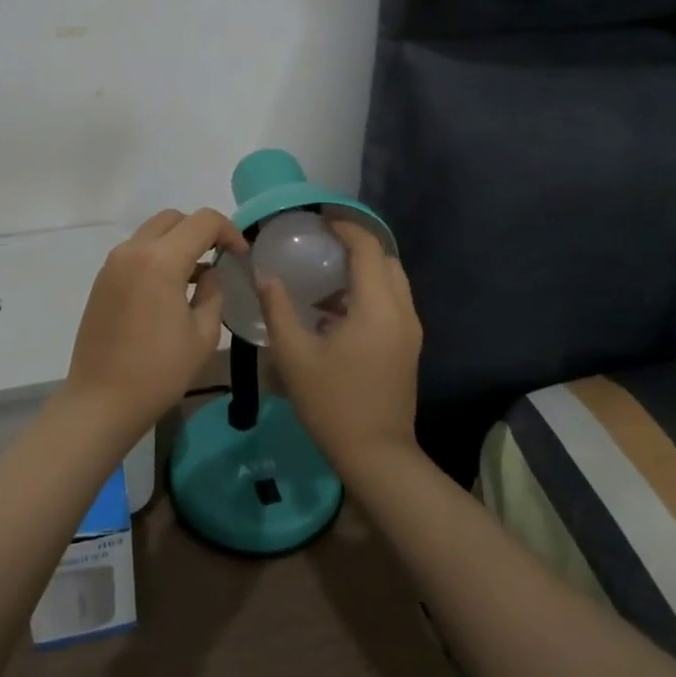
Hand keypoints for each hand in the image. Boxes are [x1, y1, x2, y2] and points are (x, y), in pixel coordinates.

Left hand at [63, 209, 248, 442]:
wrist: (101, 402)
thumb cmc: (159, 372)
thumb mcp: (203, 335)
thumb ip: (213, 293)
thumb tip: (210, 273)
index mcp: (161, 260)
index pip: (203, 221)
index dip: (229, 231)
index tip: (241, 254)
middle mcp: (133, 251)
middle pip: (174, 219)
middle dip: (201, 231)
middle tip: (219, 257)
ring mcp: (113, 264)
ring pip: (152, 232)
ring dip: (177, 243)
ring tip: (196, 278)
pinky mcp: (102, 280)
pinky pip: (136, 252)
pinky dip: (157, 257)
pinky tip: (169, 290)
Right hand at [261, 221, 422, 481]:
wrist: (377, 456)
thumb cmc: (333, 403)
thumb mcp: (294, 355)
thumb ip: (278, 308)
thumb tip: (265, 274)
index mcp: (377, 308)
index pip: (367, 249)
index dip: (345, 228)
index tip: (319, 220)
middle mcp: (401, 312)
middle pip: (386, 260)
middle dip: (357, 245)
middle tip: (321, 243)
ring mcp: (409, 331)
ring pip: (392, 282)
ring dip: (363, 270)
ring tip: (324, 275)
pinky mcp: (408, 347)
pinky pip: (391, 302)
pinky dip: (368, 292)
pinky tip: (334, 311)